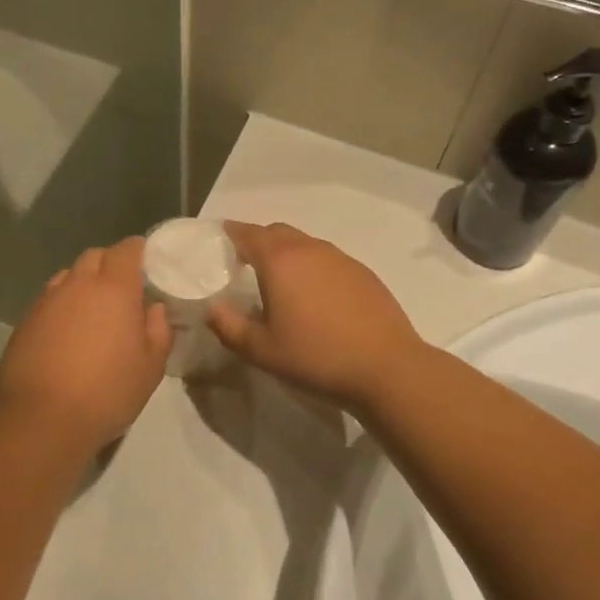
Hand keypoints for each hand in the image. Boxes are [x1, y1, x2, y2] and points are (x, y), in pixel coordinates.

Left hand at [0, 237, 170, 449]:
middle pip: (94, 256)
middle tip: (122, 287)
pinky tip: (66, 331)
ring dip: (83, 283)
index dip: (138, 249)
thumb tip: (154, 308)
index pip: (126, 250)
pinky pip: (48, 300)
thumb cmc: (108, 391)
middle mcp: (77, 285)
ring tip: (92, 309)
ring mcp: (46, 301)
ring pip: (68, 276)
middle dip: (109, 263)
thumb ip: (158, 330)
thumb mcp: (151, 367)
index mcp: (114, 289)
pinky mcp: (25, 321)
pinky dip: (62, 305)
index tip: (147, 260)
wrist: (43, 419)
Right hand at [207, 222, 423, 411]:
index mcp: (280, 261)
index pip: (248, 234)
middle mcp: (310, 249)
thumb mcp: (261, 351)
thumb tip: (212, 308)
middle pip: (277, 232)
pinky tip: (316, 296)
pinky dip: (312, 266)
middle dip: (257, 240)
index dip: (230, 233)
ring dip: (287, 253)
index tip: (219, 239)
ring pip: (304, 243)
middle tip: (245, 263)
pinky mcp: (363, 273)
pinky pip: (327, 259)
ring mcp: (340, 258)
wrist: (387, 367)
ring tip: (280, 281)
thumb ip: (229, 326)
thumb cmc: (316, 357)